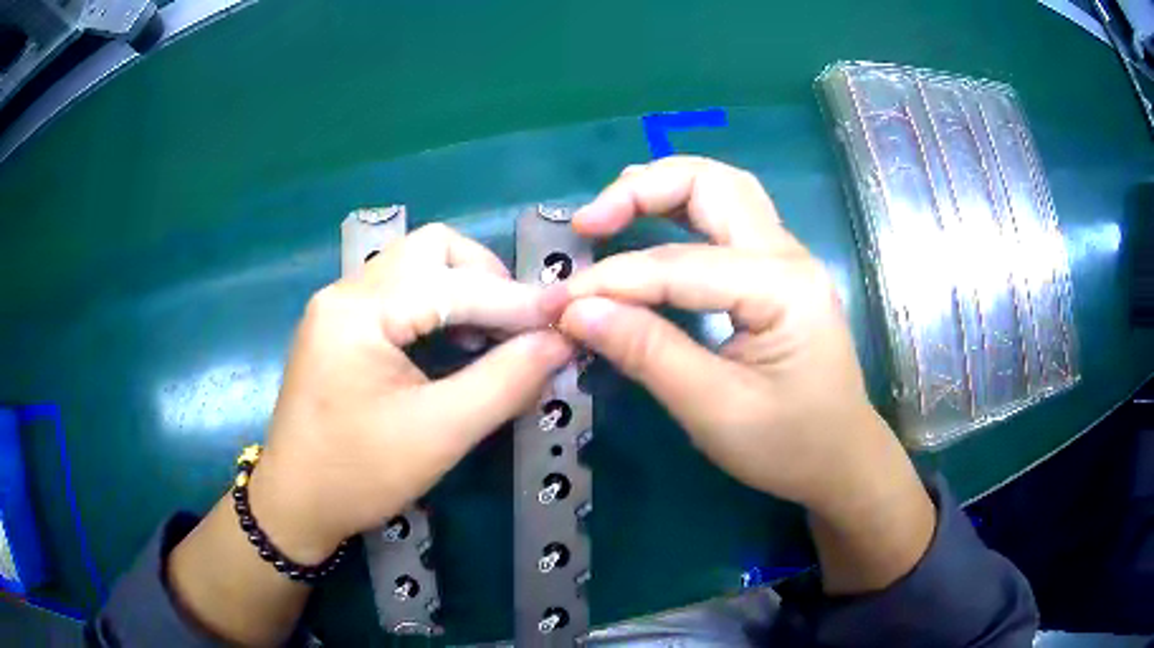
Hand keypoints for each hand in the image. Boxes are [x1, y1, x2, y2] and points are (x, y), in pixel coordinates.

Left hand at [251, 223, 572, 562]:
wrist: (295, 506)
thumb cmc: (358, 476)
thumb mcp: (439, 434)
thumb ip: (506, 382)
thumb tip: (561, 341)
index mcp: (359, 311)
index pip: (453, 284)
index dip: (516, 301)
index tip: (568, 320)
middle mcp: (345, 291)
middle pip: (430, 250)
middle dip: (486, 279)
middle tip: (520, 325)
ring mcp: (339, 306)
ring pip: (416, 266)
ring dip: (464, 290)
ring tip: (494, 335)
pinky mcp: (341, 326)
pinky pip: (400, 293)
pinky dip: (439, 306)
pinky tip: (456, 344)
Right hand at [544, 157, 933, 591]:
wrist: (842, 460)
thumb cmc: (789, 445)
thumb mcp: (715, 411)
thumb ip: (648, 354)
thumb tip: (576, 311)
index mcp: (782, 287)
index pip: (679, 264)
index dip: (611, 281)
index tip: (557, 303)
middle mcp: (788, 254)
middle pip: (713, 184)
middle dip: (642, 190)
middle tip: (588, 223)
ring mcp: (786, 257)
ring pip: (721, 189)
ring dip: (662, 189)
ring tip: (609, 213)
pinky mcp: (777, 271)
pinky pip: (724, 218)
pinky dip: (679, 211)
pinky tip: (648, 224)